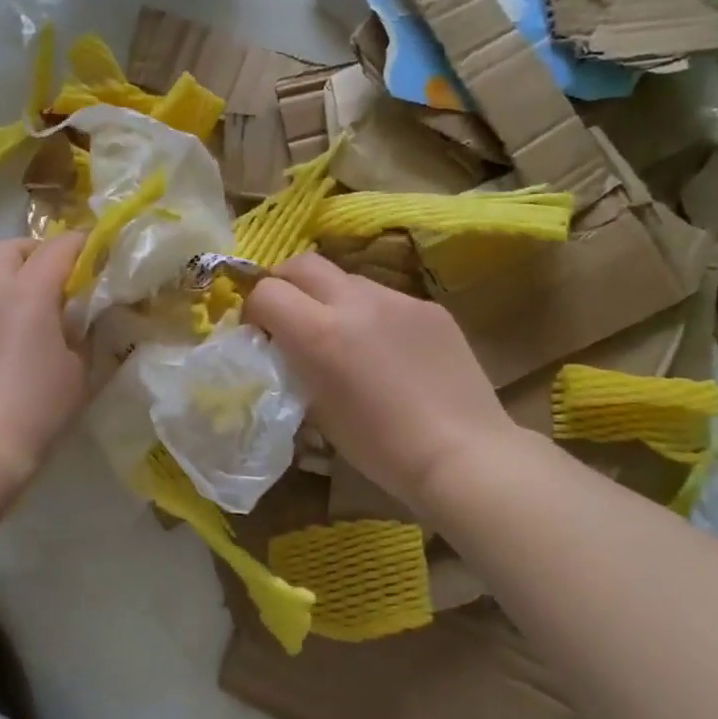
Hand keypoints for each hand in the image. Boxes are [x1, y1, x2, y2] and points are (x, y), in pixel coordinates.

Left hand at [0, 234, 87, 478]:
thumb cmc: (38, 406)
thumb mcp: (80, 371)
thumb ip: (85, 335)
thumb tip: (84, 321)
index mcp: (28, 292)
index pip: (58, 248)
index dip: (82, 243)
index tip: (99, 249)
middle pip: (10, 249)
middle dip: (36, 251)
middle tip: (60, 274)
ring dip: (11, 278)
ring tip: (34, 309)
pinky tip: (8, 341)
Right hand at [245, 252, 519, 510]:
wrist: (462, 455)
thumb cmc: (378, 448)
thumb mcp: (316, 409)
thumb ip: (293, 365)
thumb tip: (283, 347)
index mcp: (318, 333)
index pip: (266, 291)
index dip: (255, 309)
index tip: (261, 333)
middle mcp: (355, 302)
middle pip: (302, 263)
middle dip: (285, 283)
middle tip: (289, 316)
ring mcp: (397, 299)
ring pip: (347, 278)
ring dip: (331, 298)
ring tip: (344, 335)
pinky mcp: (430, 307)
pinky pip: (386, 298)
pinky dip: (373, 314)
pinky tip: (389, 351)